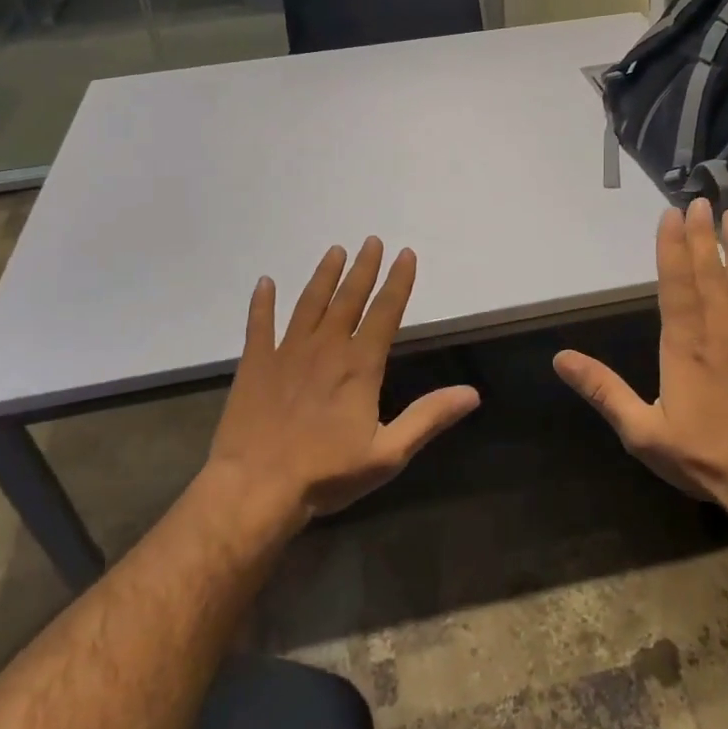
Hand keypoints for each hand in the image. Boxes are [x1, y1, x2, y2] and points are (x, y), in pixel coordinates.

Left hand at [205, 237, 479, 529]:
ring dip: (323, 276)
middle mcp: (326, 348)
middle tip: (371, 240)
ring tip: (334, 251)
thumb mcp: (388, 454)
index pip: (385, 312)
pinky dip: (262, 303)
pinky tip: (265, 283)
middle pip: (348, 299)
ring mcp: (287, 352)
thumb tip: (472, 393)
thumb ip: (428, 418)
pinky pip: (259, 324)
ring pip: (309, 303)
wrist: (256, 488)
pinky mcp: (255, 364)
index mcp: (359, 366)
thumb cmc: (326, 474)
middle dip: (364, 268)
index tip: (405, 254)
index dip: (398, 282)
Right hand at [554, 199, 727, 516]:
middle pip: (710, 274)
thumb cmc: (704, 456)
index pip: (676, 284)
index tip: (672, 215)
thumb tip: (561, 359)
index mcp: (685, 345)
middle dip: (703, 236)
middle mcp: (721, 331)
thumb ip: (603, 390)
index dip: (672, 247)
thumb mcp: (642, 431)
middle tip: (702, 200)